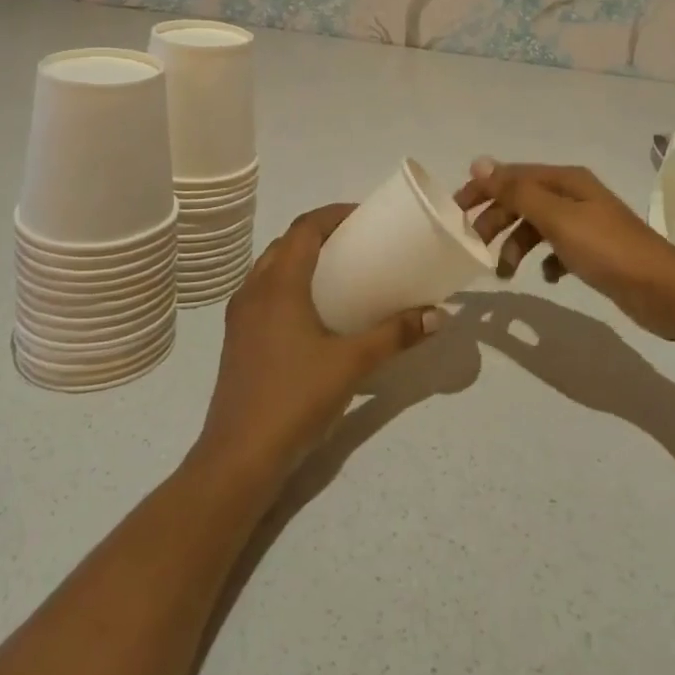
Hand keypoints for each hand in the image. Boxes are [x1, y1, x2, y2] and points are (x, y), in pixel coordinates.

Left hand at [195, 204, 438, 486]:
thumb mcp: (352, 364)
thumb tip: (437, 315)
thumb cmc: (295, 399)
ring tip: (338, 271)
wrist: (238, 459)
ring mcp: (240, 316)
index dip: (334, 214)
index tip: (365, 216)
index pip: (305, 228)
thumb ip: (395, 335)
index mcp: (279, 284)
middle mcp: (254, 290)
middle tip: (357, 242)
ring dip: (302, 258)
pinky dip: (289, 284)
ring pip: (272, 268)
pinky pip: (264, 293)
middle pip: (287, 243)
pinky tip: (313, 311)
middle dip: (321, 234)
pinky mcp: (237, 340)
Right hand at [453, 159, 674, 340]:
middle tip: (474, 248)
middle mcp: (574, 196)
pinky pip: (556, 249)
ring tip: (505, 274)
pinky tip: (547, 277)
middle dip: (496, 221)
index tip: (455, 212)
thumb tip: (480, 162)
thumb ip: (517, 192)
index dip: (482, 190)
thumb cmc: (607, 249)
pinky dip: (544, 260)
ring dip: (516, 245)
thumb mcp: (557, 218)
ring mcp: (585, 224)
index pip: (512, 176)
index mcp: (566, 181)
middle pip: (522, 201)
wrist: (664, 290)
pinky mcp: (593, 252)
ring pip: (537, 227)